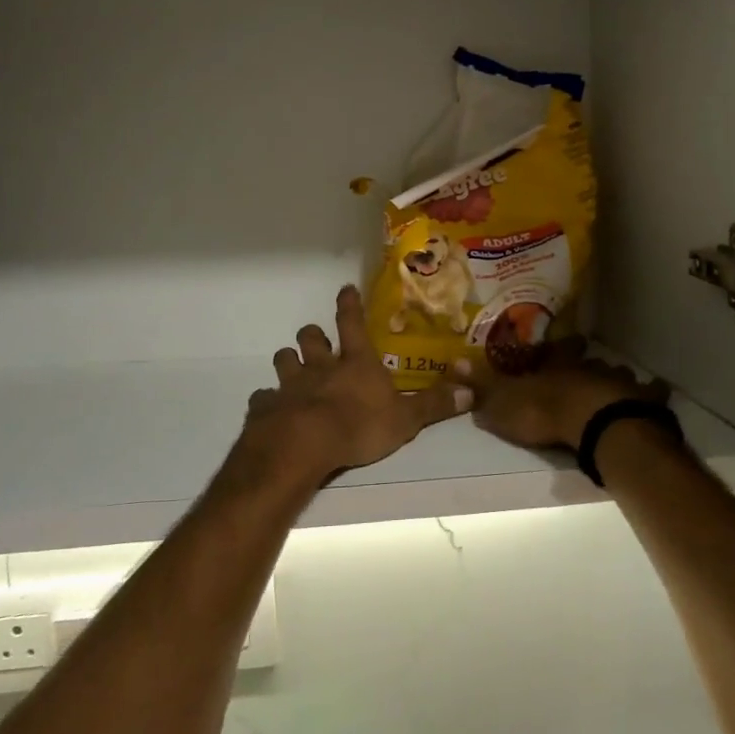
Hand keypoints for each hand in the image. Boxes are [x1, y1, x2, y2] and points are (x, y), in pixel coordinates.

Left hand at [242, 286, 471, 485]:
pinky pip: (263, 397)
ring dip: (288, 361)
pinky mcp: (267, 406)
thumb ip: (434, 404)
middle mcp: (320, 366)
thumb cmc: (359, 426)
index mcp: (355, 362)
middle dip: (312, 335)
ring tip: (291, 368)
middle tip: (315, 338)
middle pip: (310, 338)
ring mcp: (290, 384)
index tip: (345, 289)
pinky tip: (270, 408)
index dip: (349, 305)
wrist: (304, 445)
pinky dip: (267, 400)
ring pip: (284, 361)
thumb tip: (471, 392)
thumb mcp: (406, 419)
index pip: (352, 323)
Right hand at [452, 340, 668, 450]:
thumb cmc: (545, 412)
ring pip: (617, 374)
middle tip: (589, 362)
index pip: (555, 352)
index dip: (559, 348)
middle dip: (588, 362)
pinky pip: (651, 392)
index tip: (566, 340)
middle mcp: (587, 368)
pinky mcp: (642, 401)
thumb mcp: (503, 403)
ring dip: (615, 377)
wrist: (594, 424)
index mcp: (556, 367)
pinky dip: (653, 393)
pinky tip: (657, 391)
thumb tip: (452, 363)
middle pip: (589, 360)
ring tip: (617, 383)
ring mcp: (616, 382)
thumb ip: (481, 387)